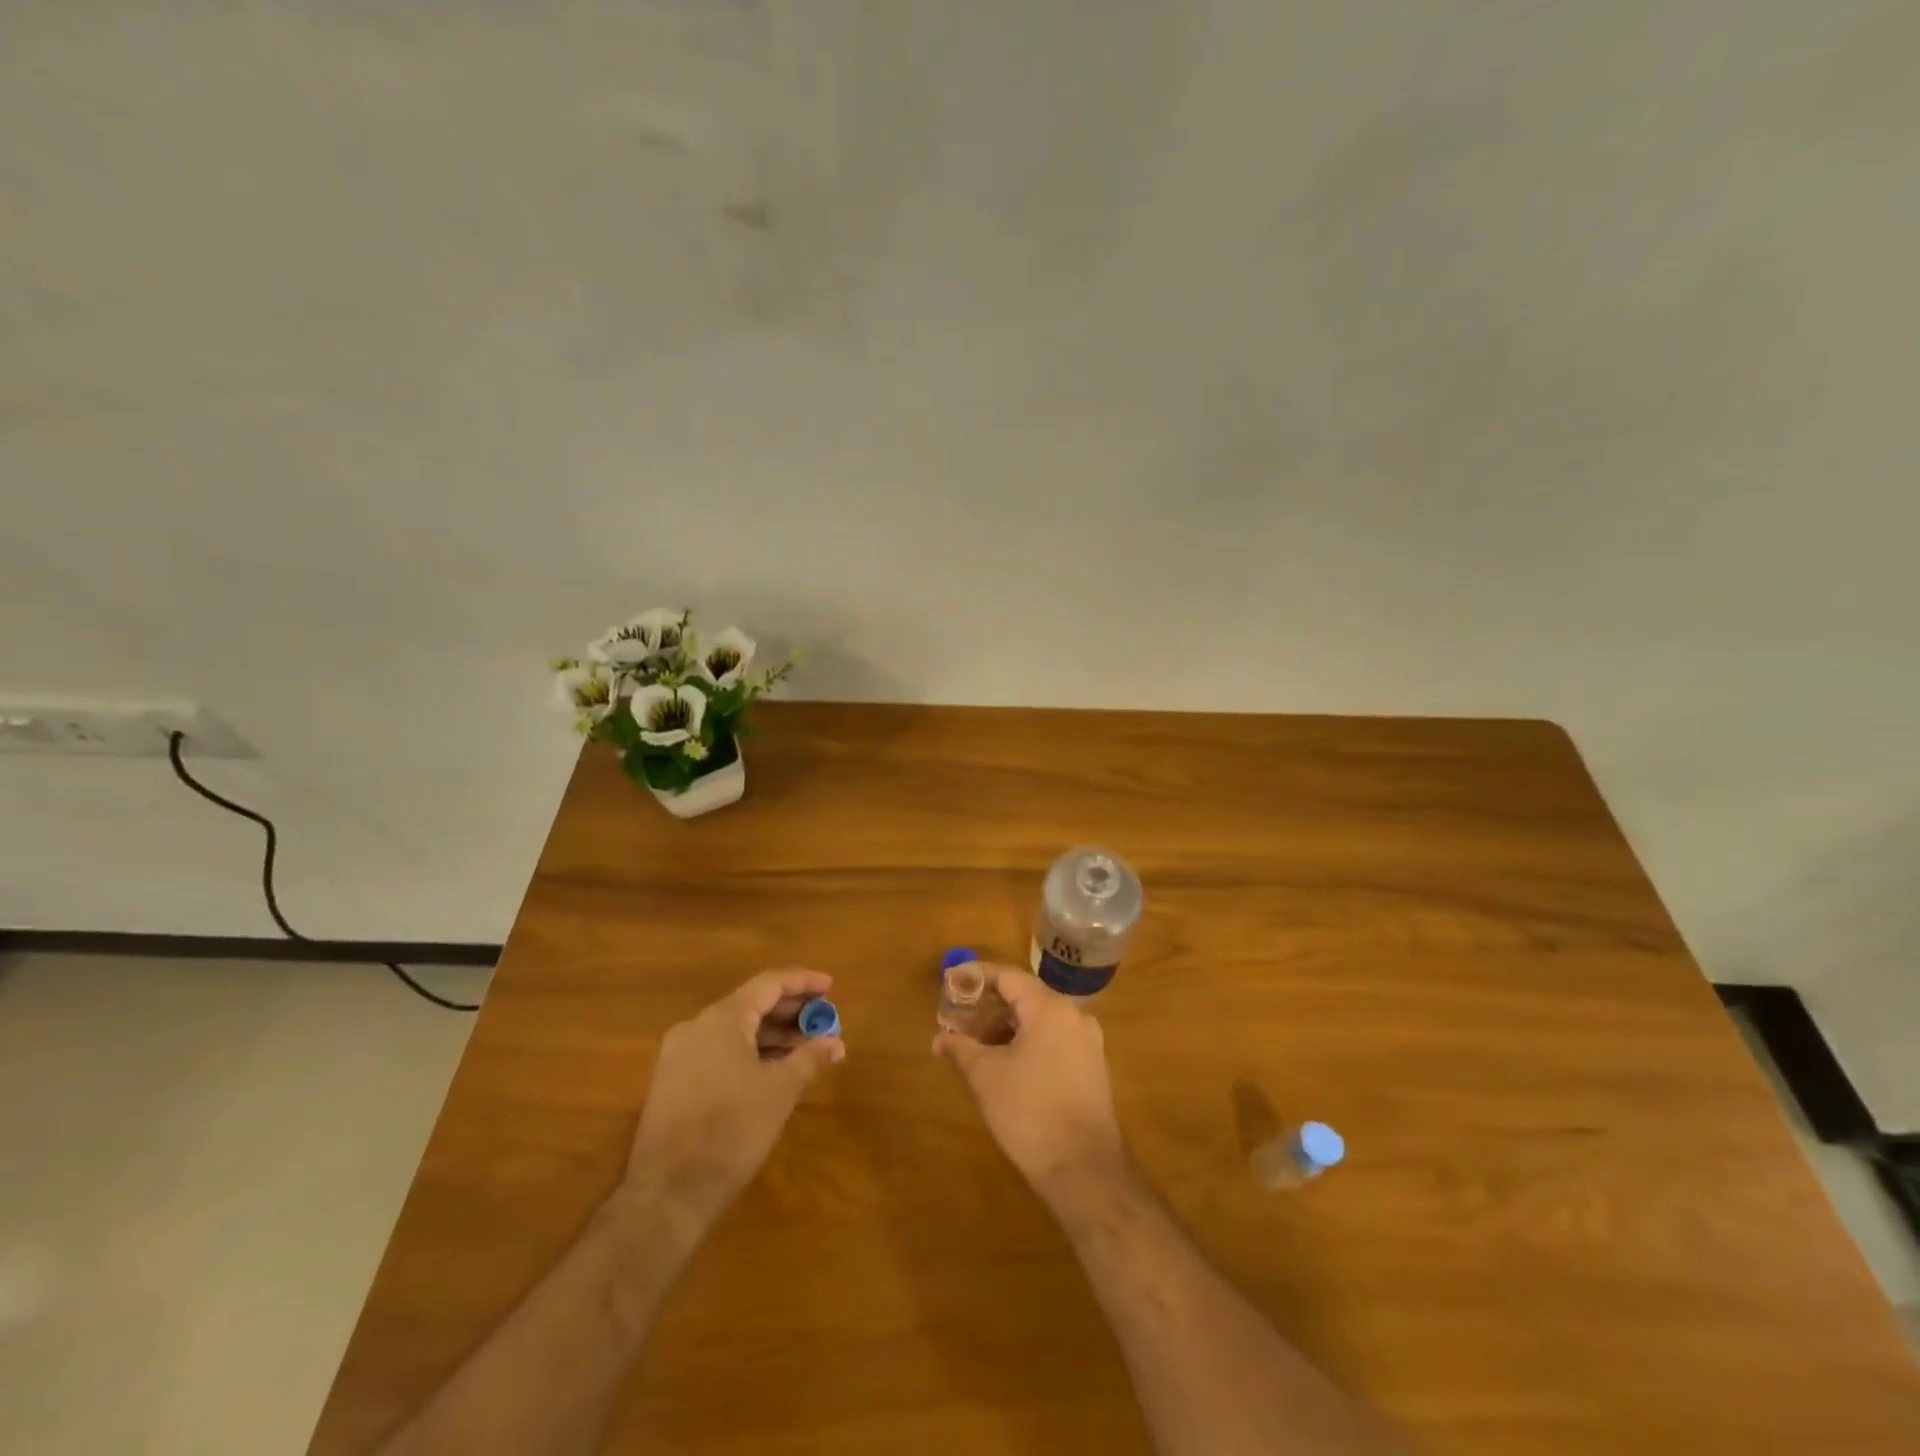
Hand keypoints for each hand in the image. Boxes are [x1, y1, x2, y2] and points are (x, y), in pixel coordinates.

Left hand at [623, 969, 845, 1227]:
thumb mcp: (780, 1090)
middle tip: (823, 1021)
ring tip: (806, 1048)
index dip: (803, 982)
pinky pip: (719, 1051)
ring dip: (772, 1034)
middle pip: (751, 1004)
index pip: (769, 984)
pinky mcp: (672, 1081)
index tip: (831, 987)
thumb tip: (835, 1042)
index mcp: (722, 1018)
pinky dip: (749, 1052)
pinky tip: (773, 1070)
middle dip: (790, 1011)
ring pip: (735, 1029)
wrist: (668, 1194)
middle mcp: (696, 1026)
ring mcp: (679, 1054)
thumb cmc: (731, 1130)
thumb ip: (809, 1057)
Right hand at [933, 967, 1124, 1198]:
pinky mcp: (1092, 1067)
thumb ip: (960, 1049)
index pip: (1009, 977)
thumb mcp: (985, 1076)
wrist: (1083, 1168)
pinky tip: (1005, 1060)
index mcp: (1049, 1008)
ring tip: (977, 1040)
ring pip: (1040, 1019)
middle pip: (1026, 996)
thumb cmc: (1030, 1111)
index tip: (952, 981)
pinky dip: (1027, 1040)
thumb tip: (939, 1039)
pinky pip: (1054, 1039)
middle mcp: (1074, 1016)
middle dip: (990, 1003)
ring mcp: (1087, 1042)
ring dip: (1008, 1024)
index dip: (978, 977)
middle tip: (959, 1015)